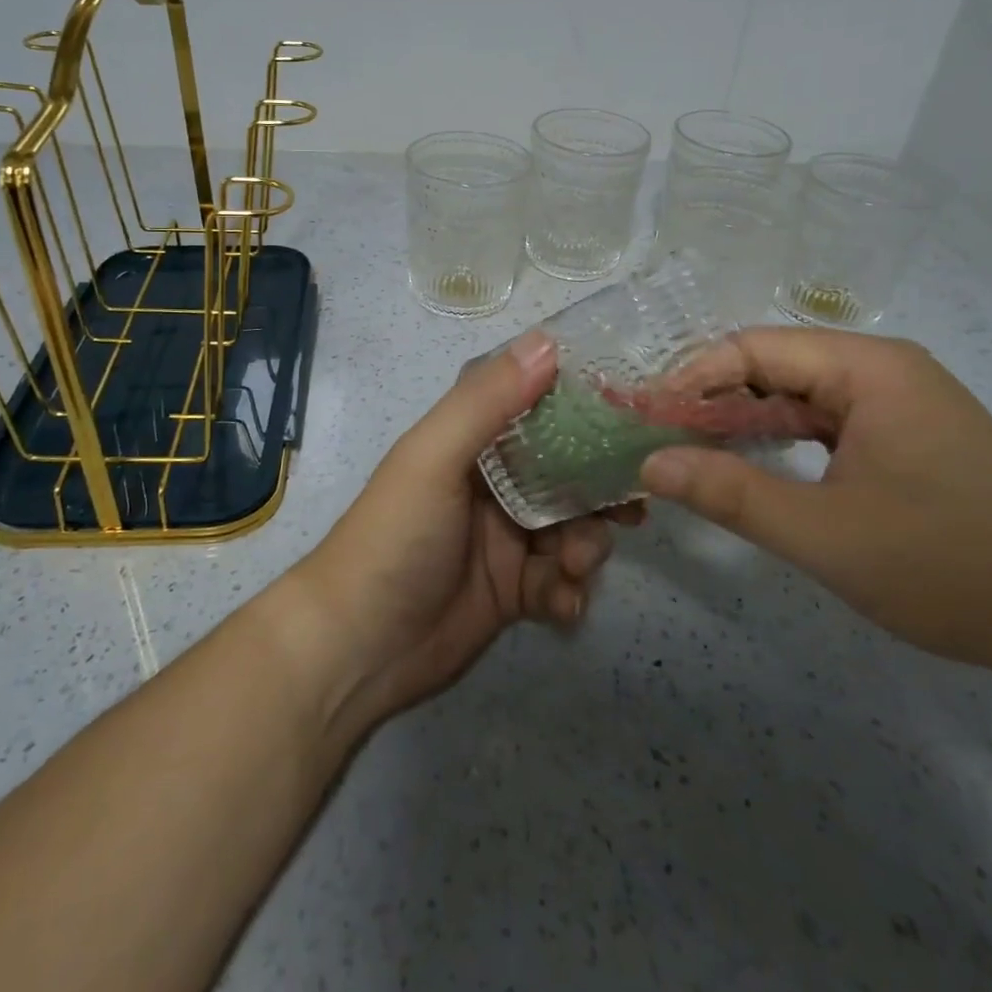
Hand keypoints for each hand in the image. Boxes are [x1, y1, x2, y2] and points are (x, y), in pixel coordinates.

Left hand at [293, 332, 627, 729]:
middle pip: (568, 472)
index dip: (584, 409)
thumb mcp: (434, 458)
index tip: (634, 414)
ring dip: (587, 545)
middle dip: (600, 488)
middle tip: (631, 507)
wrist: (357, 649)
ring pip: (572, 528)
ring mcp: (505, 539)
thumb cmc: (394, 537)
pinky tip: (562, 606)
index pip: (537, 407)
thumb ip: (487, 401)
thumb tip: (547, 341)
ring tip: (576, 565)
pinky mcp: (514, 593)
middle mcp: (494, 484)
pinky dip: (570, 593)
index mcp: (472, 442)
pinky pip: (560, 583)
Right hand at [640, 328, 991, 678]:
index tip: (647, 420)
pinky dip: (780, 438)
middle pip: (773, 365)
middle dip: (711, 401)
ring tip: (692, 454)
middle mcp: (883, 369)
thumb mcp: (825, 535)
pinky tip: (752, 466)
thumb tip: (650, 465)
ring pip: (797, 395)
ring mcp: (898, 402)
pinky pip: (825, 421)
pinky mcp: (906, 435)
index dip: (691, 379)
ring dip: (742, 421)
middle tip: (660, 441)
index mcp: (868, 368)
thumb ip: (730, 494)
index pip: (753, 349)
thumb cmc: (952, 566)